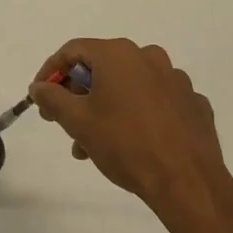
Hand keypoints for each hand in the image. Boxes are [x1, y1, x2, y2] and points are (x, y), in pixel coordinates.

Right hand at [29, 39, 232, 232]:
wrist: (187, 182)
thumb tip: (39, 87)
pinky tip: (133, 142)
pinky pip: (156, 101)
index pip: (72, 51)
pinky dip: (139, 114)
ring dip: (106, 108)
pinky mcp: (193, 103)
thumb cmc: (124, 144)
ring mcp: (176, 80)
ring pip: (129, 86)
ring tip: (93, 144)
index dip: (51, 72)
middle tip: (65, 122)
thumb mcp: (77, 121)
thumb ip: (52, 97)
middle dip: (78, 95)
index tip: (40, 97)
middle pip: (101, 67)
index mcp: (118, 54)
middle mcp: (149, 57)